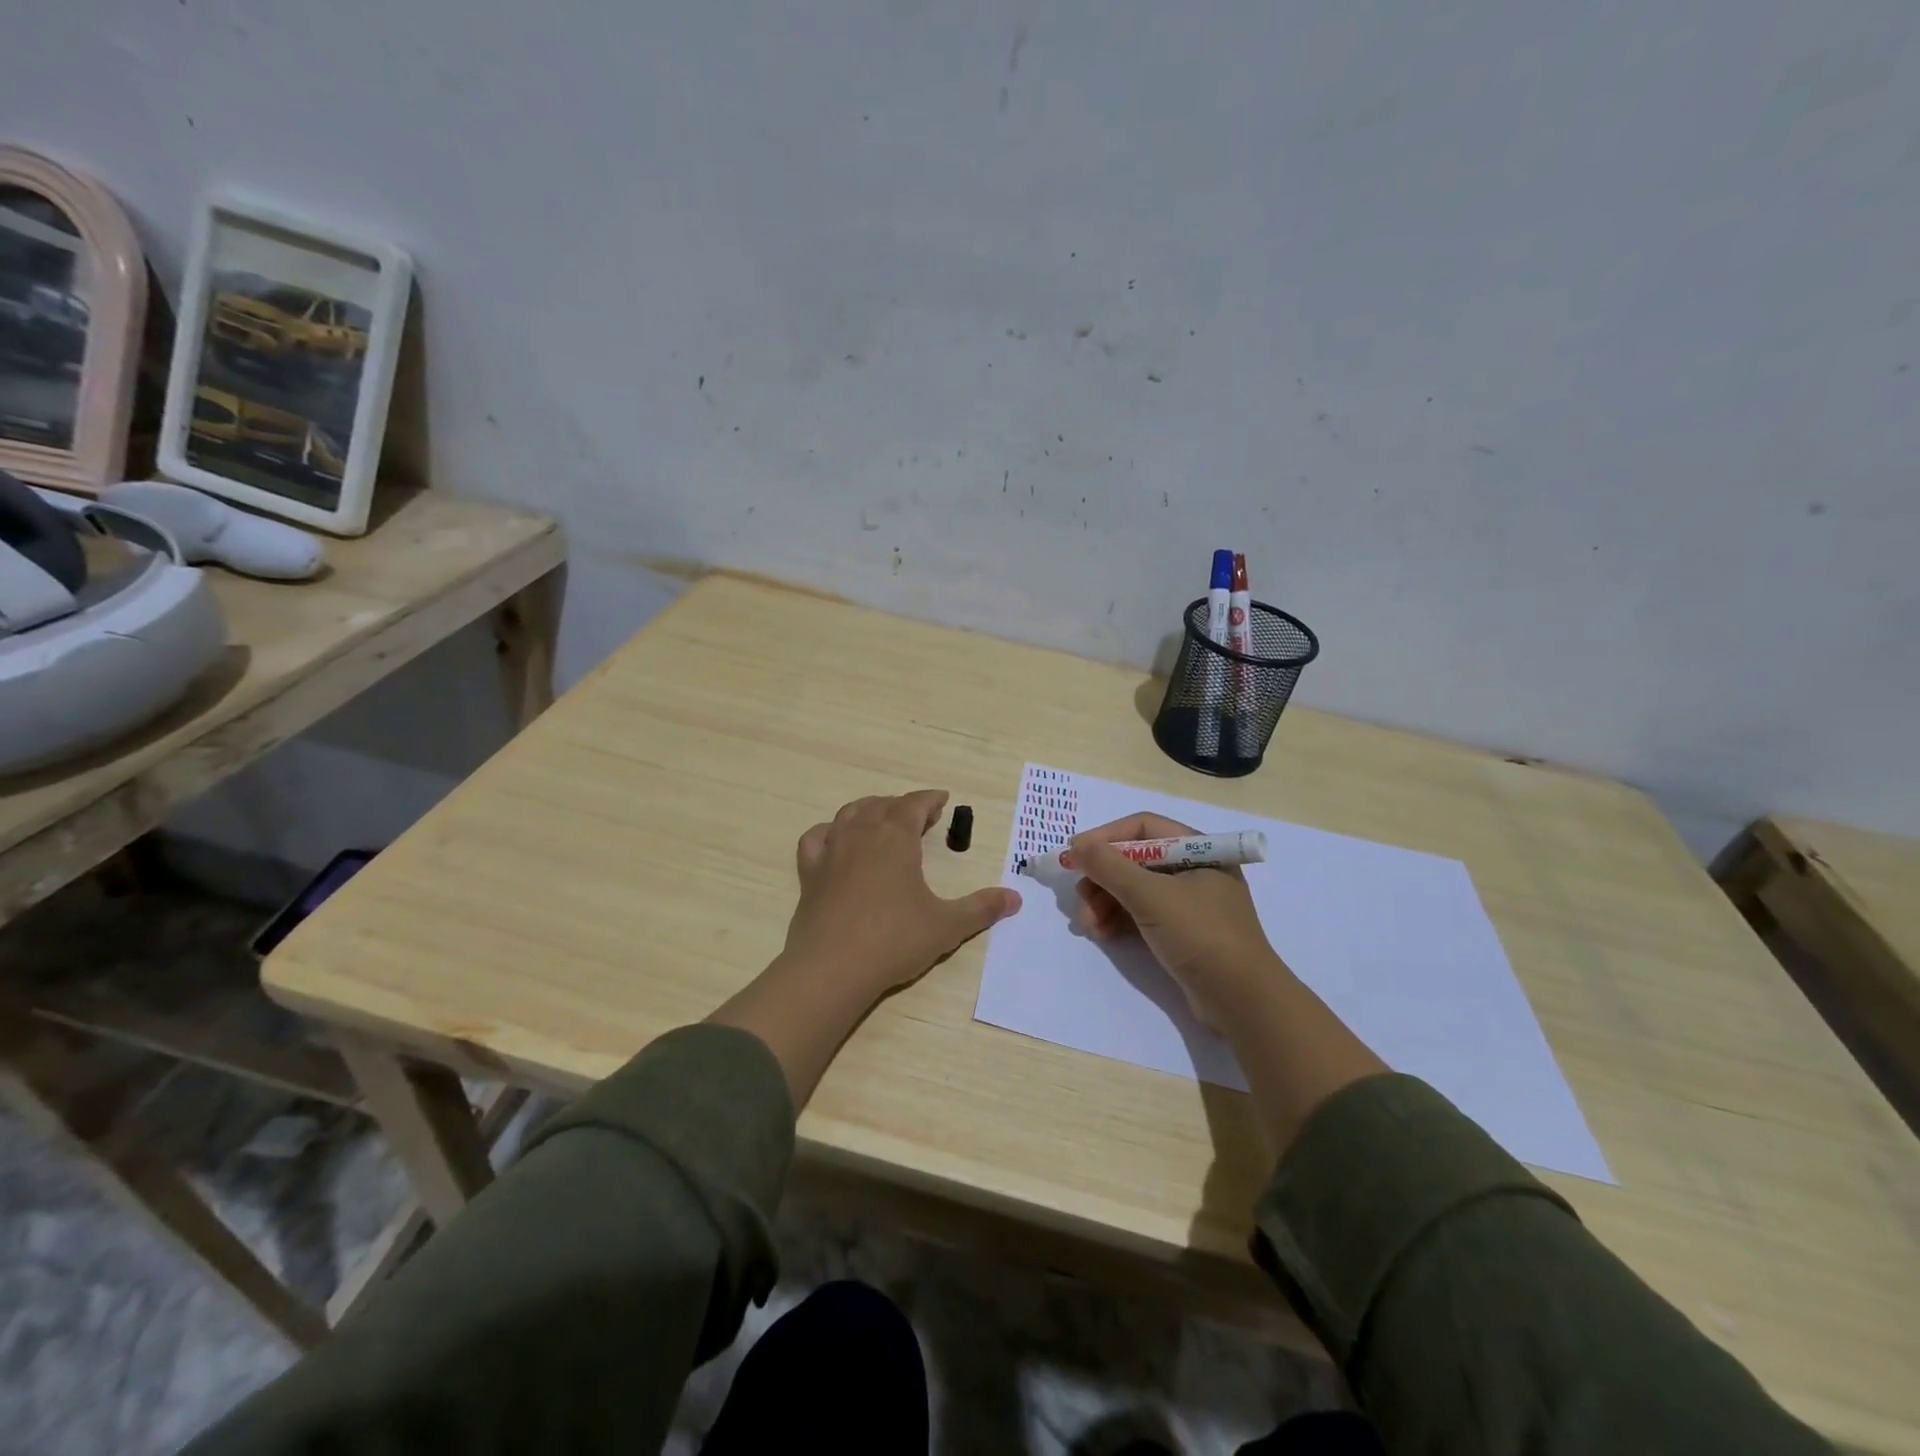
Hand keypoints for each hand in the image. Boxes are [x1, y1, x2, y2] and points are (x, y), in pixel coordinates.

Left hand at [779, 789, 1020, 1002]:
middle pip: (882, 805)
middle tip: (918, 816)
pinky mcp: (809, 874)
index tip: (942, 799)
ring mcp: (831, 852)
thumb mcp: (946, 925)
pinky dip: (828, 831)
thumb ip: (981, 909)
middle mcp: (861, 835)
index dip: (929, 799)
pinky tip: (835, 841)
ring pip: (848, 814)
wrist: (831, 968)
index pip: (913, 805)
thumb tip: (1015, 898)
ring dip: (868, 810)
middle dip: (902, 805)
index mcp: (895, 838)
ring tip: (880, 819)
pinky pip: (816, 838)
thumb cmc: (894, 940)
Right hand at [1072, 811, 1283, 1028]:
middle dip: (1102, 878)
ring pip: (1135, 889)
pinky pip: (1142, 914)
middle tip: (1080, 898)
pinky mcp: (1182, 932)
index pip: (1143, 828)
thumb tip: (1077, 846)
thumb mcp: (1151, 897)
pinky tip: (1101, 934)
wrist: (1243, 1002)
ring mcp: (1189, 903)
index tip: (1074, 854)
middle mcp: (1195, 870)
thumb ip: (1110, 867)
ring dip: (1105, 902)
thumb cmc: (1201, 936)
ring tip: (1087, 924)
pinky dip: (1119, 919)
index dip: (1105, 838)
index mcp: (1198, 850)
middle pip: (1135, 859)